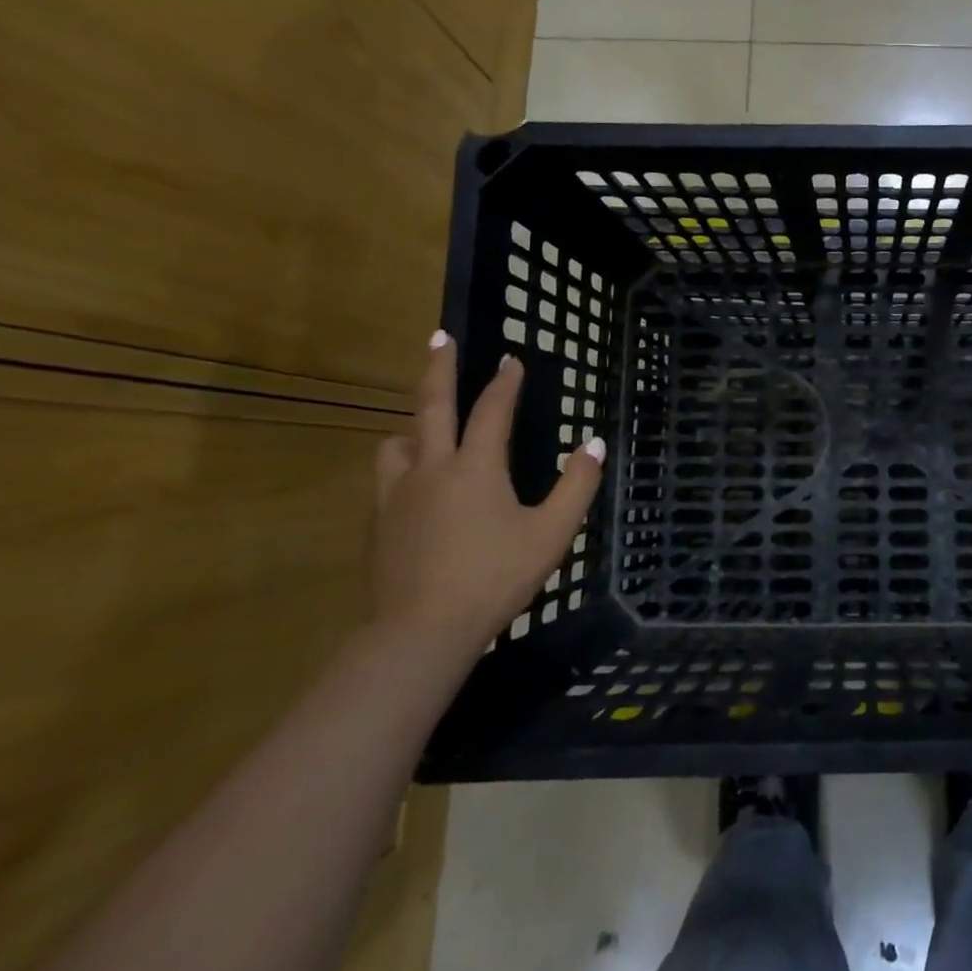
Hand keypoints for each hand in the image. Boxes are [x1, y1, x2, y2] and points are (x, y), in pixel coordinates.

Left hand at [370, 332, 603, 658]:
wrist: (421, 632)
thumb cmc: (495, 577)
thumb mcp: (552, 533)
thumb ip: (576, 486)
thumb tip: (592, 445)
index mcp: (476, 467)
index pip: (492, 410)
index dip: (505, 382)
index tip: (512, 359)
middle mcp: (431, 469)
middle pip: (431, 406)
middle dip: (438, 368)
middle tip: (440, 338)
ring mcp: (397, 495)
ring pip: (397, 443)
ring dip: (414, 427)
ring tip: (426, 430)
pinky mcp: (379, 523)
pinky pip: (388, 479)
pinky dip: (404, 468)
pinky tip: (417, 488)